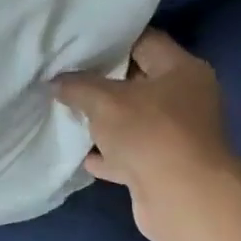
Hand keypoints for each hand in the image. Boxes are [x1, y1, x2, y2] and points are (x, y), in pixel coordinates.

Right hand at [54, 30, 240, 240]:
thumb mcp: (104, 100)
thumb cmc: (149, 134)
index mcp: (181, 70)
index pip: (144, 41)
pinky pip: (128, 153)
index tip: (77, 42)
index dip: (111, 40)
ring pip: (131, 120)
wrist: (183, 200)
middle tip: (63, 75)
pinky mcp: (163, 166)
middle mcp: (184, 99)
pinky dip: (107, 153)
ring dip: (102, 120)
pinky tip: (79, 152)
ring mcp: (175, 135)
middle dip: (100, 81)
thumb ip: (77, 86)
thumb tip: (57, 81)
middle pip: (136, 81)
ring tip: (65, 111)